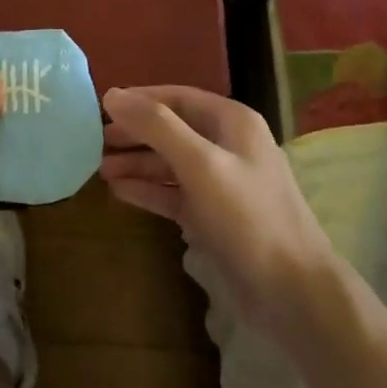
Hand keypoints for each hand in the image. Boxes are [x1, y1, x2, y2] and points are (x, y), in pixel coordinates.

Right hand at [99, 85, 338, 327]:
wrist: (293, 292)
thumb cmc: (247, 216)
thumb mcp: (200, 163)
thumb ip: (156, 126)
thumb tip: (112, 95)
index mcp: (231, 121)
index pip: (176, 97)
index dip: (139, 100)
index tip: (100, 106)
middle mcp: (227, 145)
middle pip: (172, 129)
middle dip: (134, 133)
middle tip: (93, 140)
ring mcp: (221, 182)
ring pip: (170, 162)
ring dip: (137, 163)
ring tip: (98, 168)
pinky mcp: (214, 216)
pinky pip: (174, 193)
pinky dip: (148, 189)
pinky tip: (119, 191)